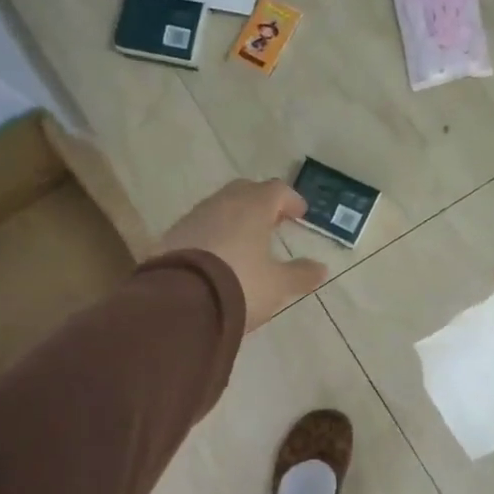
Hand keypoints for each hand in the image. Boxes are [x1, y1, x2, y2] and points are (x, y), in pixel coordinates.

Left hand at [158, 179, 327, 330]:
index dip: (290, 200)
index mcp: (253, 207)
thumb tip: (321, 268)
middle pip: (245, 191)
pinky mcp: (172, 236)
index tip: (300, 214)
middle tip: (273, 221)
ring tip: (245, 240)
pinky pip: (200, 226)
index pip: (276, 190)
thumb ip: (300, 274)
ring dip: (235, 218)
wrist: (180, 303)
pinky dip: (214, 233)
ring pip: (220, 207)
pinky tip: (217, 255)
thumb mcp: (277, 285)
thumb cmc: (240, 285)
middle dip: (261, 203)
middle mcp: (222, 203)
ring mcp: (194, 217)